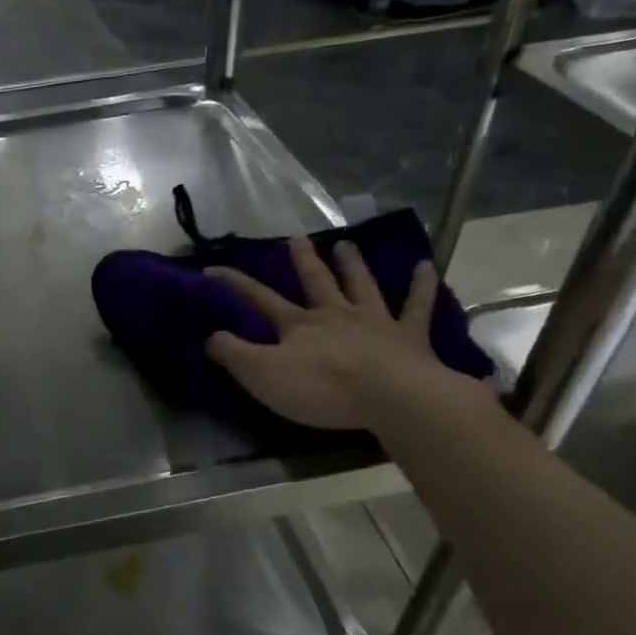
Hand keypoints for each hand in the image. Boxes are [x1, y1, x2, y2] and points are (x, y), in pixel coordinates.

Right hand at [205, 237, 475, 431]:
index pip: (259, 299)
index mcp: (298, 325)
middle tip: (297, 238)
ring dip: (352, 264)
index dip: (235, 284)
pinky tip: (425, 266)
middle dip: (303, 261)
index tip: (213, 269)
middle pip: (316, 282)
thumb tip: (210, 336)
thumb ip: (233, 354)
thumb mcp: (262, 375)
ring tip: (346, 244)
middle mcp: (334, 314)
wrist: (391, 396)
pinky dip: (421, 285)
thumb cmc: (322, 388)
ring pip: (361, 285)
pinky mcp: (409, 336)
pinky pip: (416, 305)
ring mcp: (374, 321)